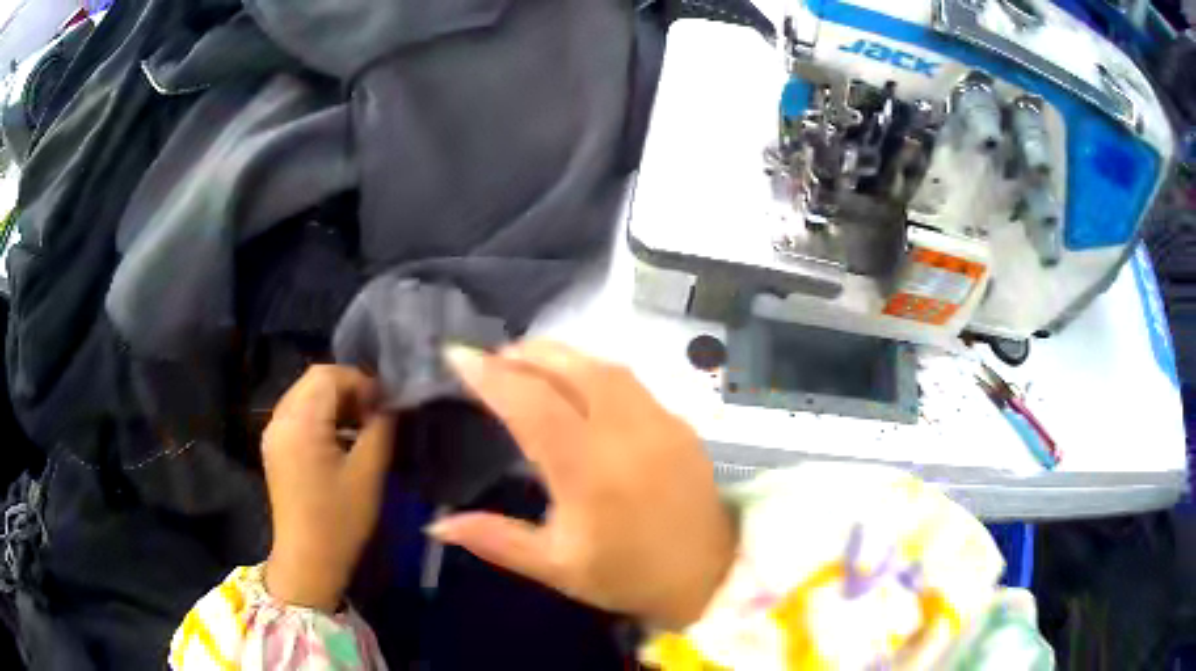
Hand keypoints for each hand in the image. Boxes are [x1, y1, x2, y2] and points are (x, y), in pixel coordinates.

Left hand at [262, 366, 395, 611]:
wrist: (308, 561)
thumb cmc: (340, 519)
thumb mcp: (369, 473)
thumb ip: (381, 428)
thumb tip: (388, 403)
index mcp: (300, 421)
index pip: (329, 374)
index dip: (361, 381)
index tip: (385, 405)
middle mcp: (280, 418)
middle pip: (314, 380)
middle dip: (348, 388)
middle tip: (375, 414)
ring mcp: (273, 433)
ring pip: (305, 395)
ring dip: (335, 401)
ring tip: (361, 426)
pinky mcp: (274, 447)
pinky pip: (297, 413)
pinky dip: (321, 416)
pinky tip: (339, 440)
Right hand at [431, 341, 735, 629]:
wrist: (709, 575)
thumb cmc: (628, 576)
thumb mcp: (555, 567)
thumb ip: (495, 539)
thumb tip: (435, 523)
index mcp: (589, 472)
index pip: (530, 404)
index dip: (490, 375)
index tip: (457, 355)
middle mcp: (626, 433)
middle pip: (570, 368)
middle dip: (525, 353)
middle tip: (493, 359)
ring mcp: (660, 422)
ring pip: (604, 366)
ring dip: (561, 355)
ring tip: (529, 363)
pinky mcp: (681, 423)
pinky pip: (630, 381)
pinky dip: (594, 369)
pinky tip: (579, 383)